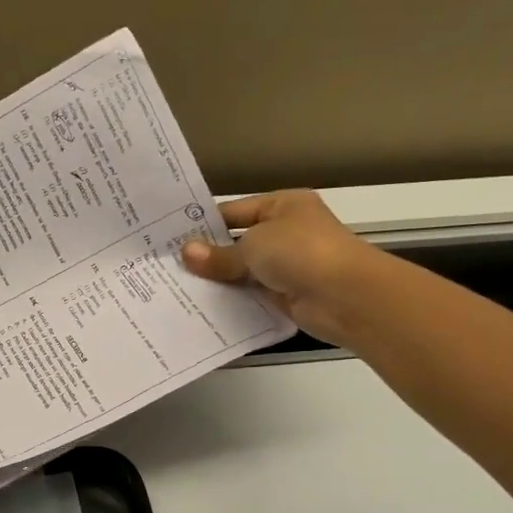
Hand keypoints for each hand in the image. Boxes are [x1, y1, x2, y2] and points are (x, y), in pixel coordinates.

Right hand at [180, 189, 383, 345]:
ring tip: (177, 288)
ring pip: (244, 271)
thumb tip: (185, 253)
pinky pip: (252, 295)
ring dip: (219, 280)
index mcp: (283, 205)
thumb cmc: (301, 253)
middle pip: (238, 242)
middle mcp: (286, 231)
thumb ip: (218, 254)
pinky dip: (233, 300)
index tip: (171, 239)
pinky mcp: (287, 294)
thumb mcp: (253, 246)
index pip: (234, 212)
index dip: (204, 225)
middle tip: (167, 266)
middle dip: (208, 255)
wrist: (345, 295)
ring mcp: (288, 264)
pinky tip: (204, 306)